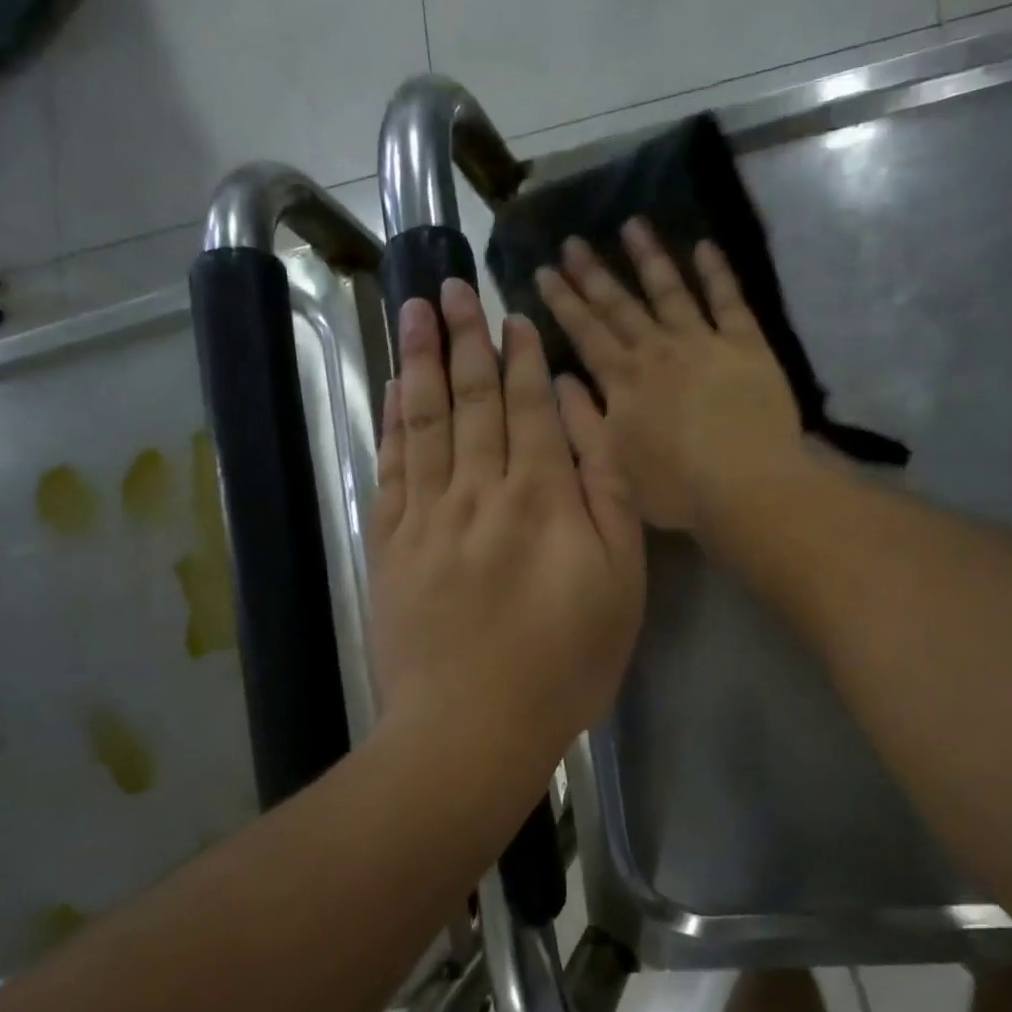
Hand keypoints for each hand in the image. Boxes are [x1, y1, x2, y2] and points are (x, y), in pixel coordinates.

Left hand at [369, 281, 643, 767]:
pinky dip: (392, 422)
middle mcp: (480, 489)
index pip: (529, 407)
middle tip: (451, 286)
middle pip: (473, 399)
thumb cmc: (565, 660)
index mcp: (542, 495)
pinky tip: (395, 388)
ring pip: (425, 420)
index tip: (510, 315)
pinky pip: (391, 467)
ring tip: (415, 310)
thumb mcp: (621, 579)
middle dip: (464, 338)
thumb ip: (605, 487)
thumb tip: (578, 412)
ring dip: (422, 361)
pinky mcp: (391, 544)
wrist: (473, 725)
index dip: (520, 358)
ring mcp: (428, 515)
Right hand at [534, 219, 802, 531]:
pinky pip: (729, 300)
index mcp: (623, 381)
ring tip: (632, 225)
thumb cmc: (675, 487)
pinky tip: (704, 245)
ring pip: (670, 291)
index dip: (563, 302)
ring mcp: (703, 343)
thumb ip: (583, 420)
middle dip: (593, 273)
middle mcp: (657, 351)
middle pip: (620, 306)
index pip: (586, 333)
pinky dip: (716, 271)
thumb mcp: (613, 465)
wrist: (744, 486)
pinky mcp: (746, 345)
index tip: (543, 271)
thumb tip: (559, 378)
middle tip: (573, 241)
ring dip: (648, 258)